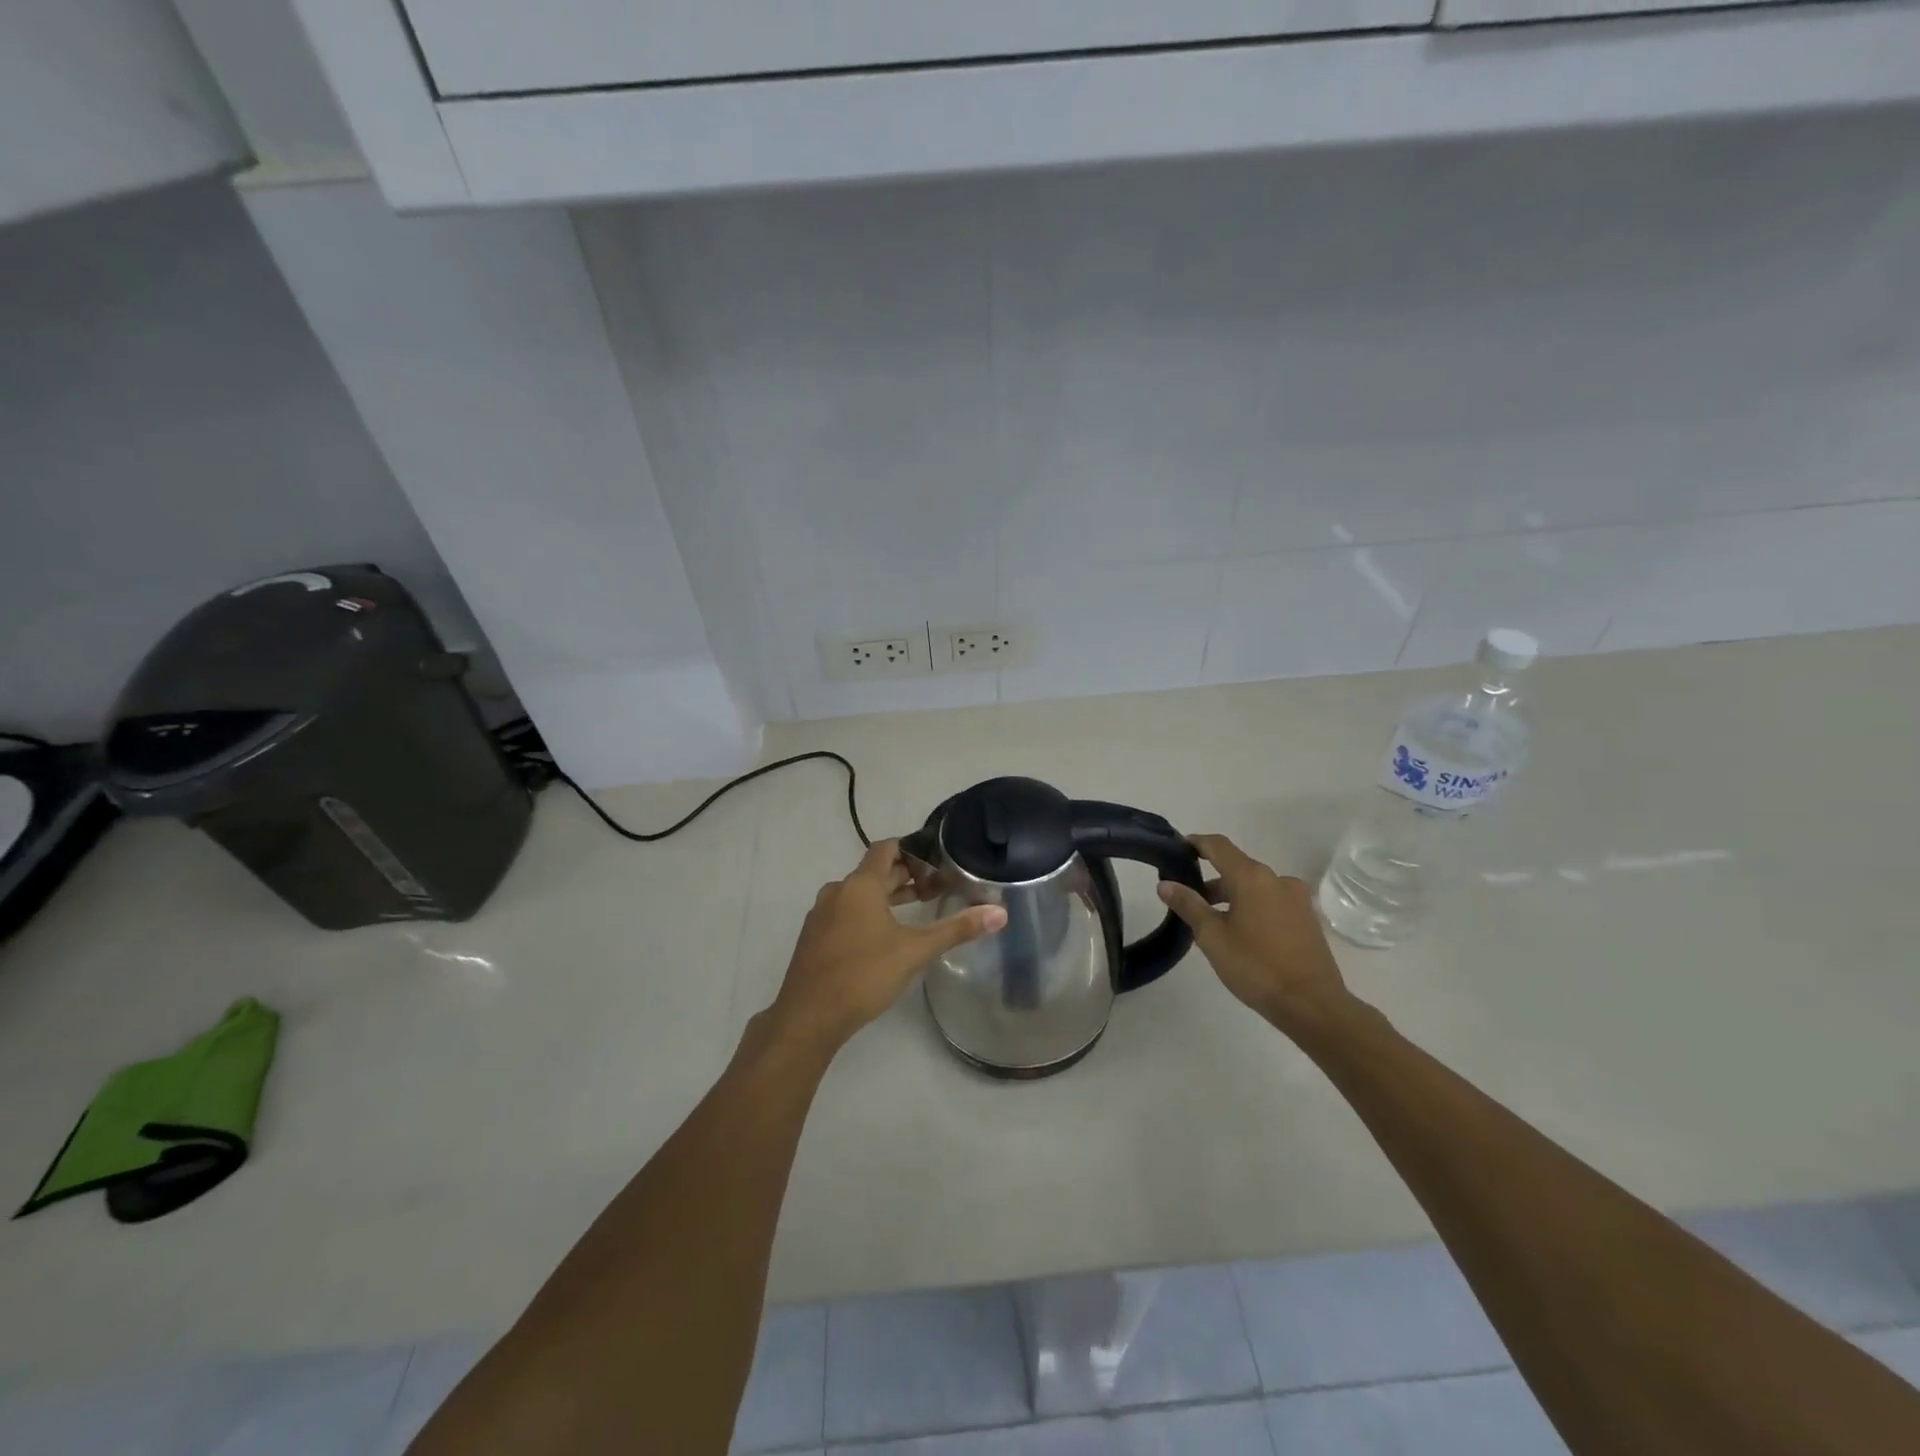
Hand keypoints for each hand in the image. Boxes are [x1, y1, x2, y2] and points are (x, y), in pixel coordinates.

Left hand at [770, 840, 1007, 1053]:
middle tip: (937, 885)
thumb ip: (956, 929)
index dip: (912, 849)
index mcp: (860, 885)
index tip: (937, 858)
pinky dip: (868, 913)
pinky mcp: (815, 938)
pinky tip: (885, 936)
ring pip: (859, 894)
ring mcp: (822, 916)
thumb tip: (1000, 913)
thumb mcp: (915, 951)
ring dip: (887, 896)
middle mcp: (838, 892)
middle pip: (874, 872)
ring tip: (917, 909)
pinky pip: (845, 913)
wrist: (808, 1017)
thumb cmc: (864, 974)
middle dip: (905, 876)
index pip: (886, 848)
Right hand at [1157, 833, 1350, 1030]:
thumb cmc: (1256, 966)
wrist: (1312, 1005)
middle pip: (1237, 867)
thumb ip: (1188, 905)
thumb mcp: (1212, 936)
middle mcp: (1277, 879)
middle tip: (1188, 899)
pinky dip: (1251, 907)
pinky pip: (1271, 902)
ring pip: (1255, 887)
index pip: (1218, 846)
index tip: (1177, 849)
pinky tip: (1241, 933)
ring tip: (1212, 922)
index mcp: (1252, 877)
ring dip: (1231, 896)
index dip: (1196, 843)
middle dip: (1211, 879)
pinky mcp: (1307, 919)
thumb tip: (1166, 884)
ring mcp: (1296, 899)